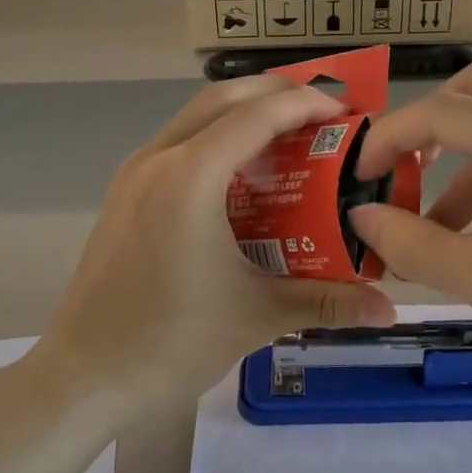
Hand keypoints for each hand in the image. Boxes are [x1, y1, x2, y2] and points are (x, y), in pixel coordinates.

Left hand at [37, 75, 396, 416]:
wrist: (83, 377)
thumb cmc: (170, 341)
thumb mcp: (256, 315)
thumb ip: (326, 301)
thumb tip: (388, 309)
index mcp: (190, 176)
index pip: (258, 114)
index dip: (306, 103)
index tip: (347, 113)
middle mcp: (158, 158)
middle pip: (223, 98)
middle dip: (275, 95)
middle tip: (321, 116)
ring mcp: (133, 174)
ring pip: (195, 117)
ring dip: (242, 116)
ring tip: (287, 140)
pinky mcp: (122, 194)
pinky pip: (177, 144)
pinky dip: (215, 141)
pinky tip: (241, 180)